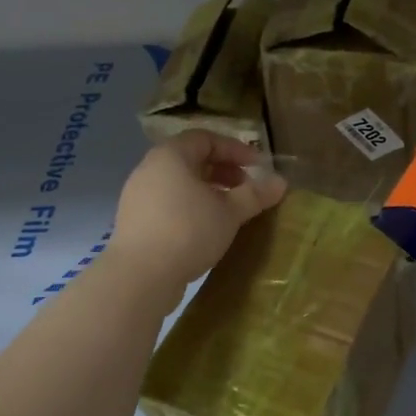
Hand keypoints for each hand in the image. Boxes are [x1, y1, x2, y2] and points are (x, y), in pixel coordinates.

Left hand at [106, 131, 286, 289]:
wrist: (140, 276)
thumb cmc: (188, 231)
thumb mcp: (229, 212)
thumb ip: (255, 194)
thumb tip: (281, 182)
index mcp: (171, 156)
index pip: (206, 138)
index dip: (235, 149)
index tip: (258, 167)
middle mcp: (150, 168)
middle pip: (191, 160)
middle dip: (223, 171)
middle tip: (246, 189)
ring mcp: (138, 196)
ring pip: (179, 183)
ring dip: (208, 191)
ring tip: (230, 211)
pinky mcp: (134, 221)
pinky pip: (168, 203)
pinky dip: (190, 207)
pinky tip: (206, 229)